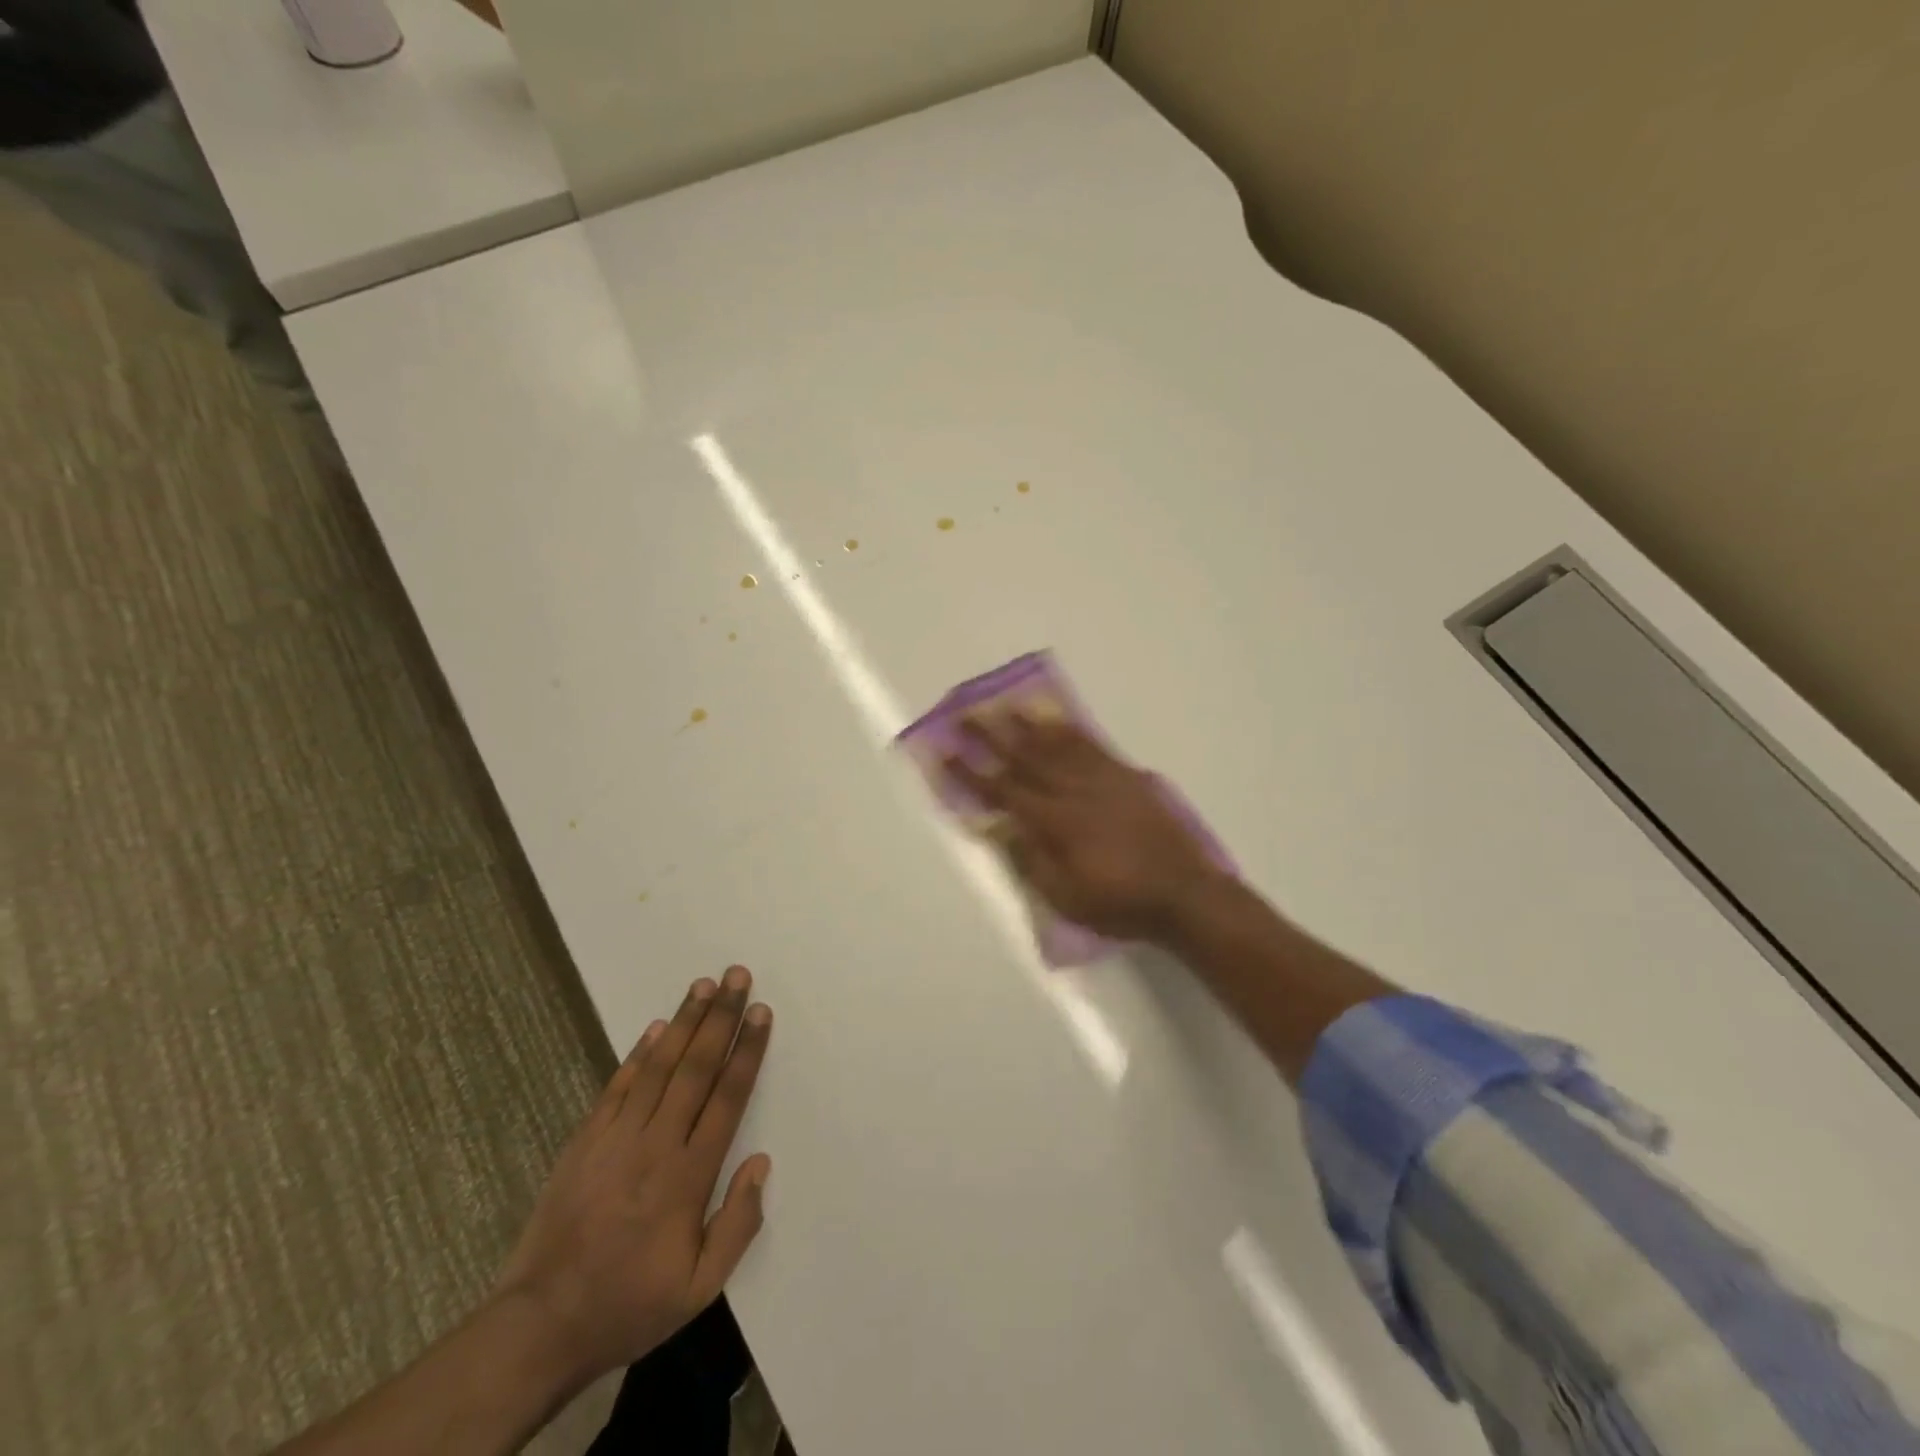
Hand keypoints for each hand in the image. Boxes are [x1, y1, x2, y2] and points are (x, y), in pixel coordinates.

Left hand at [493, 967, 772, 1385]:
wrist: (540, 1325)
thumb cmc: (629, 1304)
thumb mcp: (699, 1289)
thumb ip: (738, 1225)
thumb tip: (760, 1162)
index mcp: (689, 1176)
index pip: (727, 1097)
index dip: (747, 1051)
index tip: (760, 1013)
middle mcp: (656, 1144)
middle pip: (696, 1068)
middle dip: (720, 1018)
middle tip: (736, 976)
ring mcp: (616, 1139)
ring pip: (659, 1067)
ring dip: (684, 1022)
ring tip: (703, 985)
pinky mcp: (584, 1141)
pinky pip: (617, 1087)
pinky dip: (638, 1054)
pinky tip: (656, 1028)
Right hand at [946, 714, 1225, 942]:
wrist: (1184, 894)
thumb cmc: (1119, 903)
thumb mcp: (1066, 897)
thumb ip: (1030, 860)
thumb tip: (998, 826)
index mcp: (1055, 822)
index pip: (1002, 790)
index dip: (970, 772)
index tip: (945, 753)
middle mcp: (1074, 790)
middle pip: (1026, 756)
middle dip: (992, 734)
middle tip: (966, 713)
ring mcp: (1104, 779)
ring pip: (1059, 743)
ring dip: (1028, 723)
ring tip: (1006, 705)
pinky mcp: (1128, 776)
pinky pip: (1093, 745)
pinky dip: (1072, 730)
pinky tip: (1060, 721)